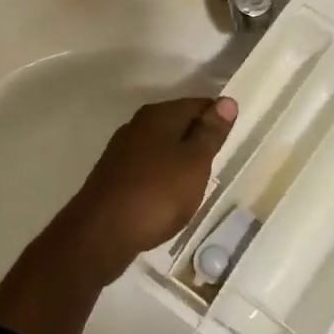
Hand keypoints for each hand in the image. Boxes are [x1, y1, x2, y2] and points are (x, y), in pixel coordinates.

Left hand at [51, 96, 237, 285]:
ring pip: (161, 145)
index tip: (232, 141)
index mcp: (159, 115)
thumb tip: (227, 100)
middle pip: (178, 122)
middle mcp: (138, 124)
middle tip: (217, 163)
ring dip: (180, 158)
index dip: (218, 119)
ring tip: (196, 182)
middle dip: (198, 139)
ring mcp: (122, 150)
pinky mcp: (114, 174)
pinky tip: (169, 195)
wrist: (101, 233)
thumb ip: (210, 132)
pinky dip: (163, 175)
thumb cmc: (157, 194)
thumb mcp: (194, 162)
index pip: (199, 104)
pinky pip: (148, 166)